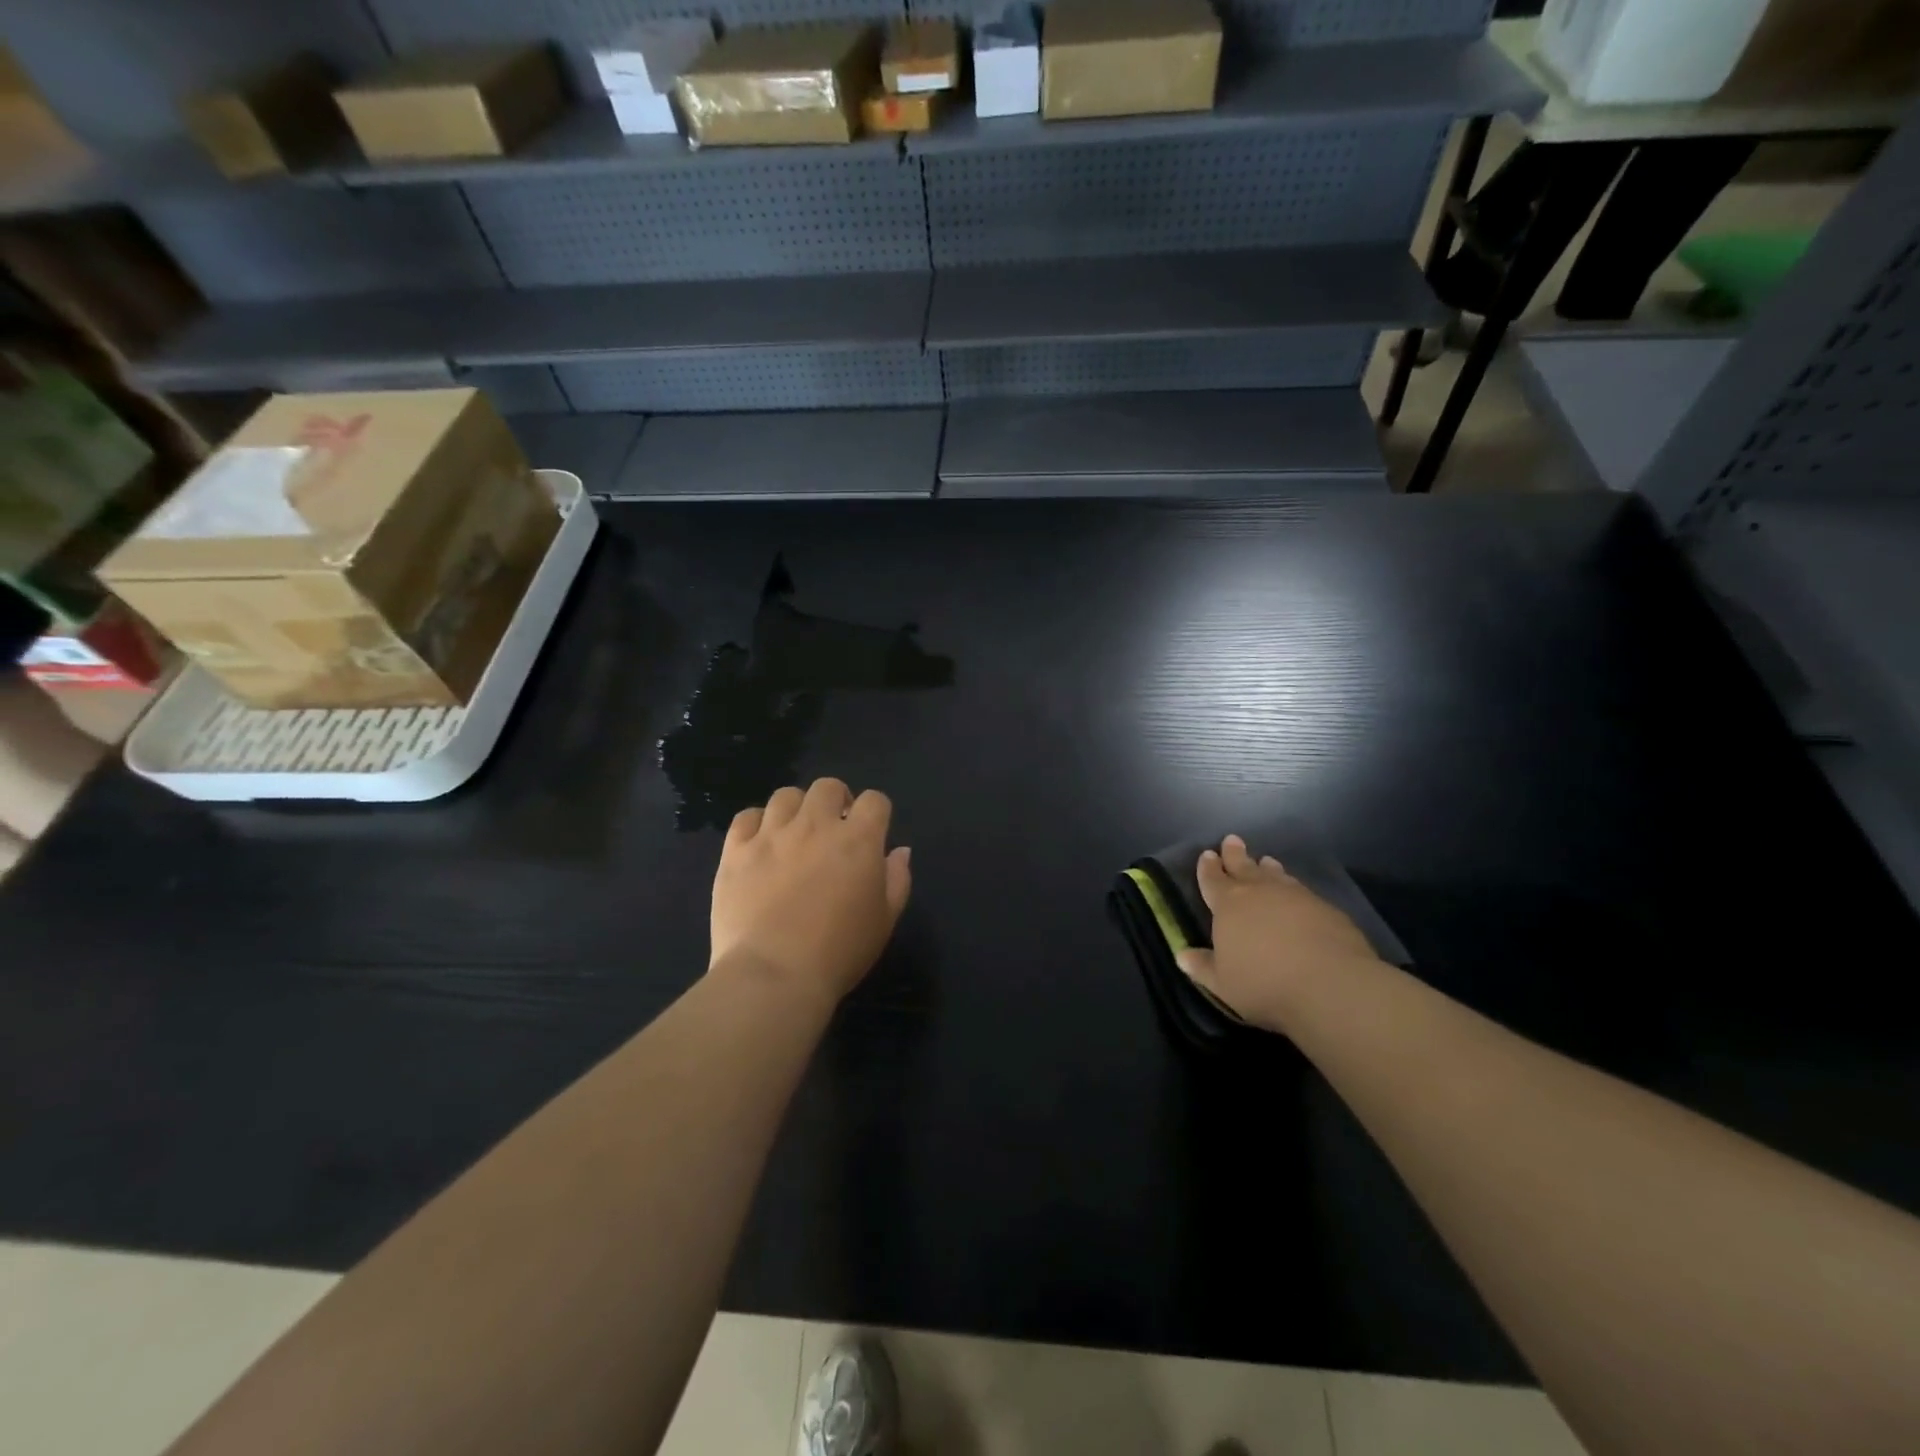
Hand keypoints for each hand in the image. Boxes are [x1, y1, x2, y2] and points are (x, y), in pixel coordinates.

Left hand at [710, 778, 911, 1006]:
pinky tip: (760, 843)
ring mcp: (772, 835)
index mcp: (858, 840)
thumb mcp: (884, 921)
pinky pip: (746, 817)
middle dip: (835, 800)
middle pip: (827, 787)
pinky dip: (756, 823)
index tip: (871, 830)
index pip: (874, 801)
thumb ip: (897, 879)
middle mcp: (815, 825)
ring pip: (786, 795)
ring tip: (795, 833)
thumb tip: (899, 851)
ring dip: (796, 809)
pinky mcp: (736, 851)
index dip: (876, 811)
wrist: (773, 975)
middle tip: (833, 828)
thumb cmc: (839, 952)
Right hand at [1176, 835, 1381, 1033]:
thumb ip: (1202, 967)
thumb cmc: (1264, 983)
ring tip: (1266, 861)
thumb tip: (1182, 955)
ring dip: (1267, 868)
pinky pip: (1302, 891)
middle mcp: (1260, 892)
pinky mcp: (1325, 908)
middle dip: (1235, 854)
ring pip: (1276, 875)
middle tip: (1232, 839)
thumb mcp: (1223, 983)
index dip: (1208, 867)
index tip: (1207, 854)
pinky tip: (1297, 894)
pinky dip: (1294, 888)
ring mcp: (1295, 896)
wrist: (1330, 984)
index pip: (1213, 880)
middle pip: (1244, 866)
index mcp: (1228, 905)